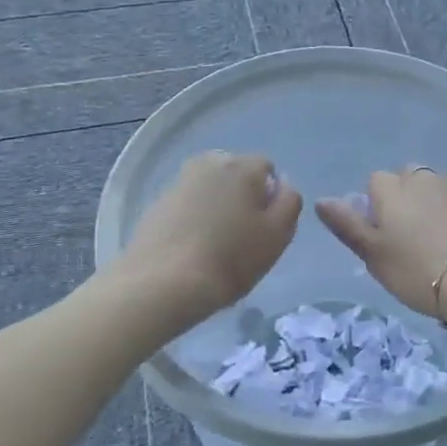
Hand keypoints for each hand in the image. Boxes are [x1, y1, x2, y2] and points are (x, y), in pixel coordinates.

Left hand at [119, 152, 301, 328]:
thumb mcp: (278, 234)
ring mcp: (178, 182)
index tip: (264, 227)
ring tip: (215, 245)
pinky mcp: (157, 204)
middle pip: (236, 175)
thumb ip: (289, 202)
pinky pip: (187, 205)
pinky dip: (194, 219)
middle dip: (242, 197)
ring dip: (217, 207)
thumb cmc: (231, 258)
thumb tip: (282, 184)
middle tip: (242, 236)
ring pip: (210, 190)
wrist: (163, 283)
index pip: (267, 169)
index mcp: (242, 165)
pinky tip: (192, 250)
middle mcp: (209, 162)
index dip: (270, 197)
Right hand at [316, 168, 446, 318]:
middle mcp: (421, 178)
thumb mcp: (372, 253)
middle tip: (403, 240)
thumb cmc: (416, 269)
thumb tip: (322, 200)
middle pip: (403, 180)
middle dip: (400, 201)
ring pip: (428, 190)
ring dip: (424, 207)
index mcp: (391, 187)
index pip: (374, 183)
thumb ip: (346, 225)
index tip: (380, 238)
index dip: (374, 208)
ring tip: (428, 244)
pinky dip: (446, 216)